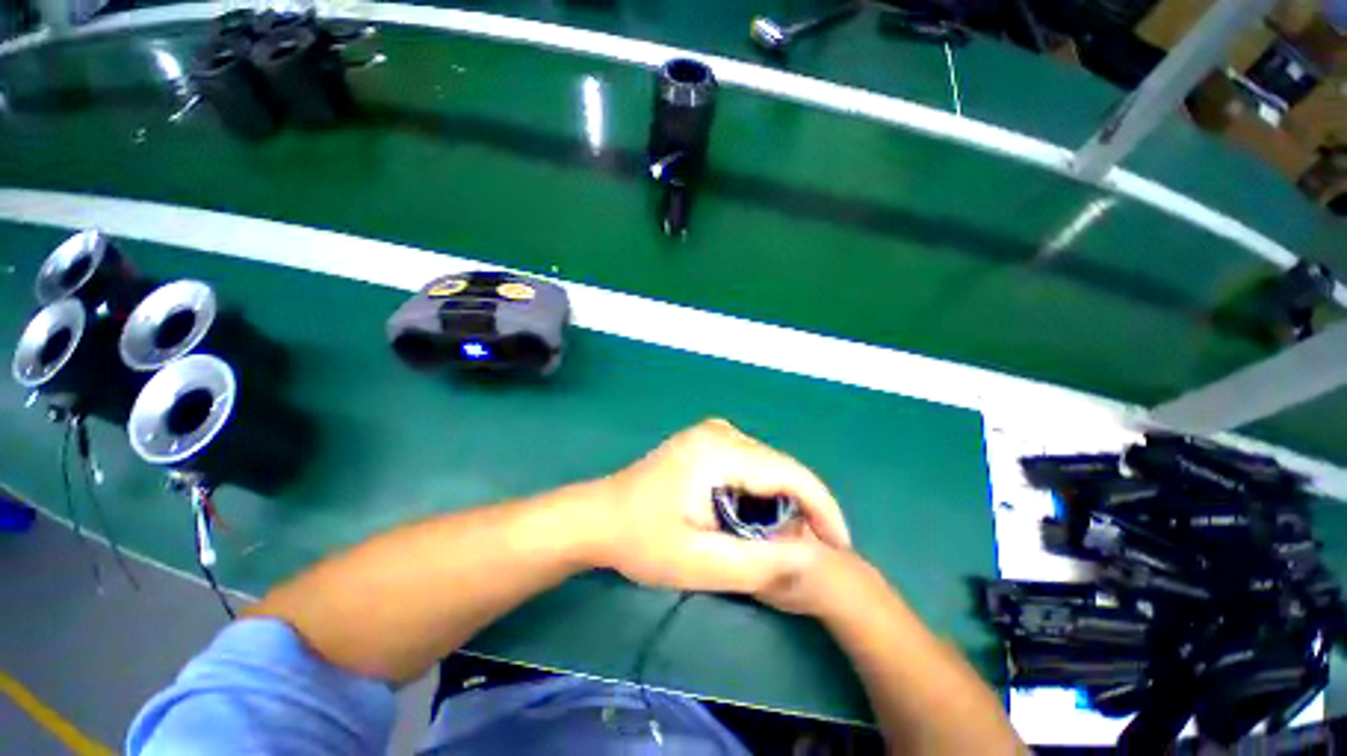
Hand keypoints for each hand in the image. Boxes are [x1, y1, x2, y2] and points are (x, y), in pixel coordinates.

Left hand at [591, 419, 851, 603]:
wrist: (600, 516)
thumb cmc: (642, 540)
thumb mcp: (700, 563)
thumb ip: (759, 562)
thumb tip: (811, 554)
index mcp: (719, 450)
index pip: (790, 473)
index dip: (822, 509)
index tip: (840, 546)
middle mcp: (721, 431)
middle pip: (780, 467)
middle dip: (802, 508)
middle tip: (811, 550)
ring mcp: (713, 432)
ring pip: (767, 466)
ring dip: (782, 501)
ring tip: (785, 539)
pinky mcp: (707, 441)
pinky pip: (750, 464)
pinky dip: (761, 492)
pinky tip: (756, 518)